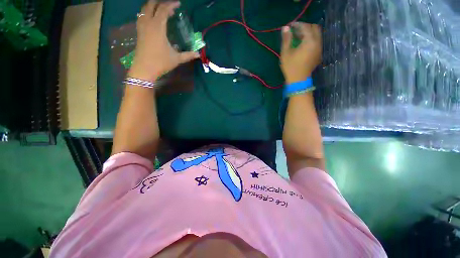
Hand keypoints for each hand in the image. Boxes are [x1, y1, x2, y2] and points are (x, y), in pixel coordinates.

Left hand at [129, 0, 199, 80]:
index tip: (178, 4)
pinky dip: (147, 13)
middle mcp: (148, 23)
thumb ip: (188, 55)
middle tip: (169, 6)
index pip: (163, 9)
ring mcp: (141, 26)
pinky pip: (141, 16)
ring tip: (160, 9)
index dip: (171, 5)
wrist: (144, 69)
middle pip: (151, 4)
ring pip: (144, 9)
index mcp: (158, 27)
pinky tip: (152, 18)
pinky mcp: (139, 32)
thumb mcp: (176, 59)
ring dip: (152, 6)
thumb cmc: (161, 62)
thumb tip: (198, 55)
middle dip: (160, 2)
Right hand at [280, 22, 321, 83]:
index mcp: (309, 41)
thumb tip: (285, 27)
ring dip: (308, 33)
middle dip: (305, 27)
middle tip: (295, 31)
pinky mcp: (318, 54)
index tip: (290, 26)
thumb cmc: (290, 67)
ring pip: (317, 34)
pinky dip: (310, 39)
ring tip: (298, 38)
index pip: (305, 27)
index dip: (297, 24)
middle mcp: (317, 42)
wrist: (298, 80)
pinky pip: (317, 41)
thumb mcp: (286, 53)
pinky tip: (302, 45)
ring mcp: (319, 48)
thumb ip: (286, 39)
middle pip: (314, 28)